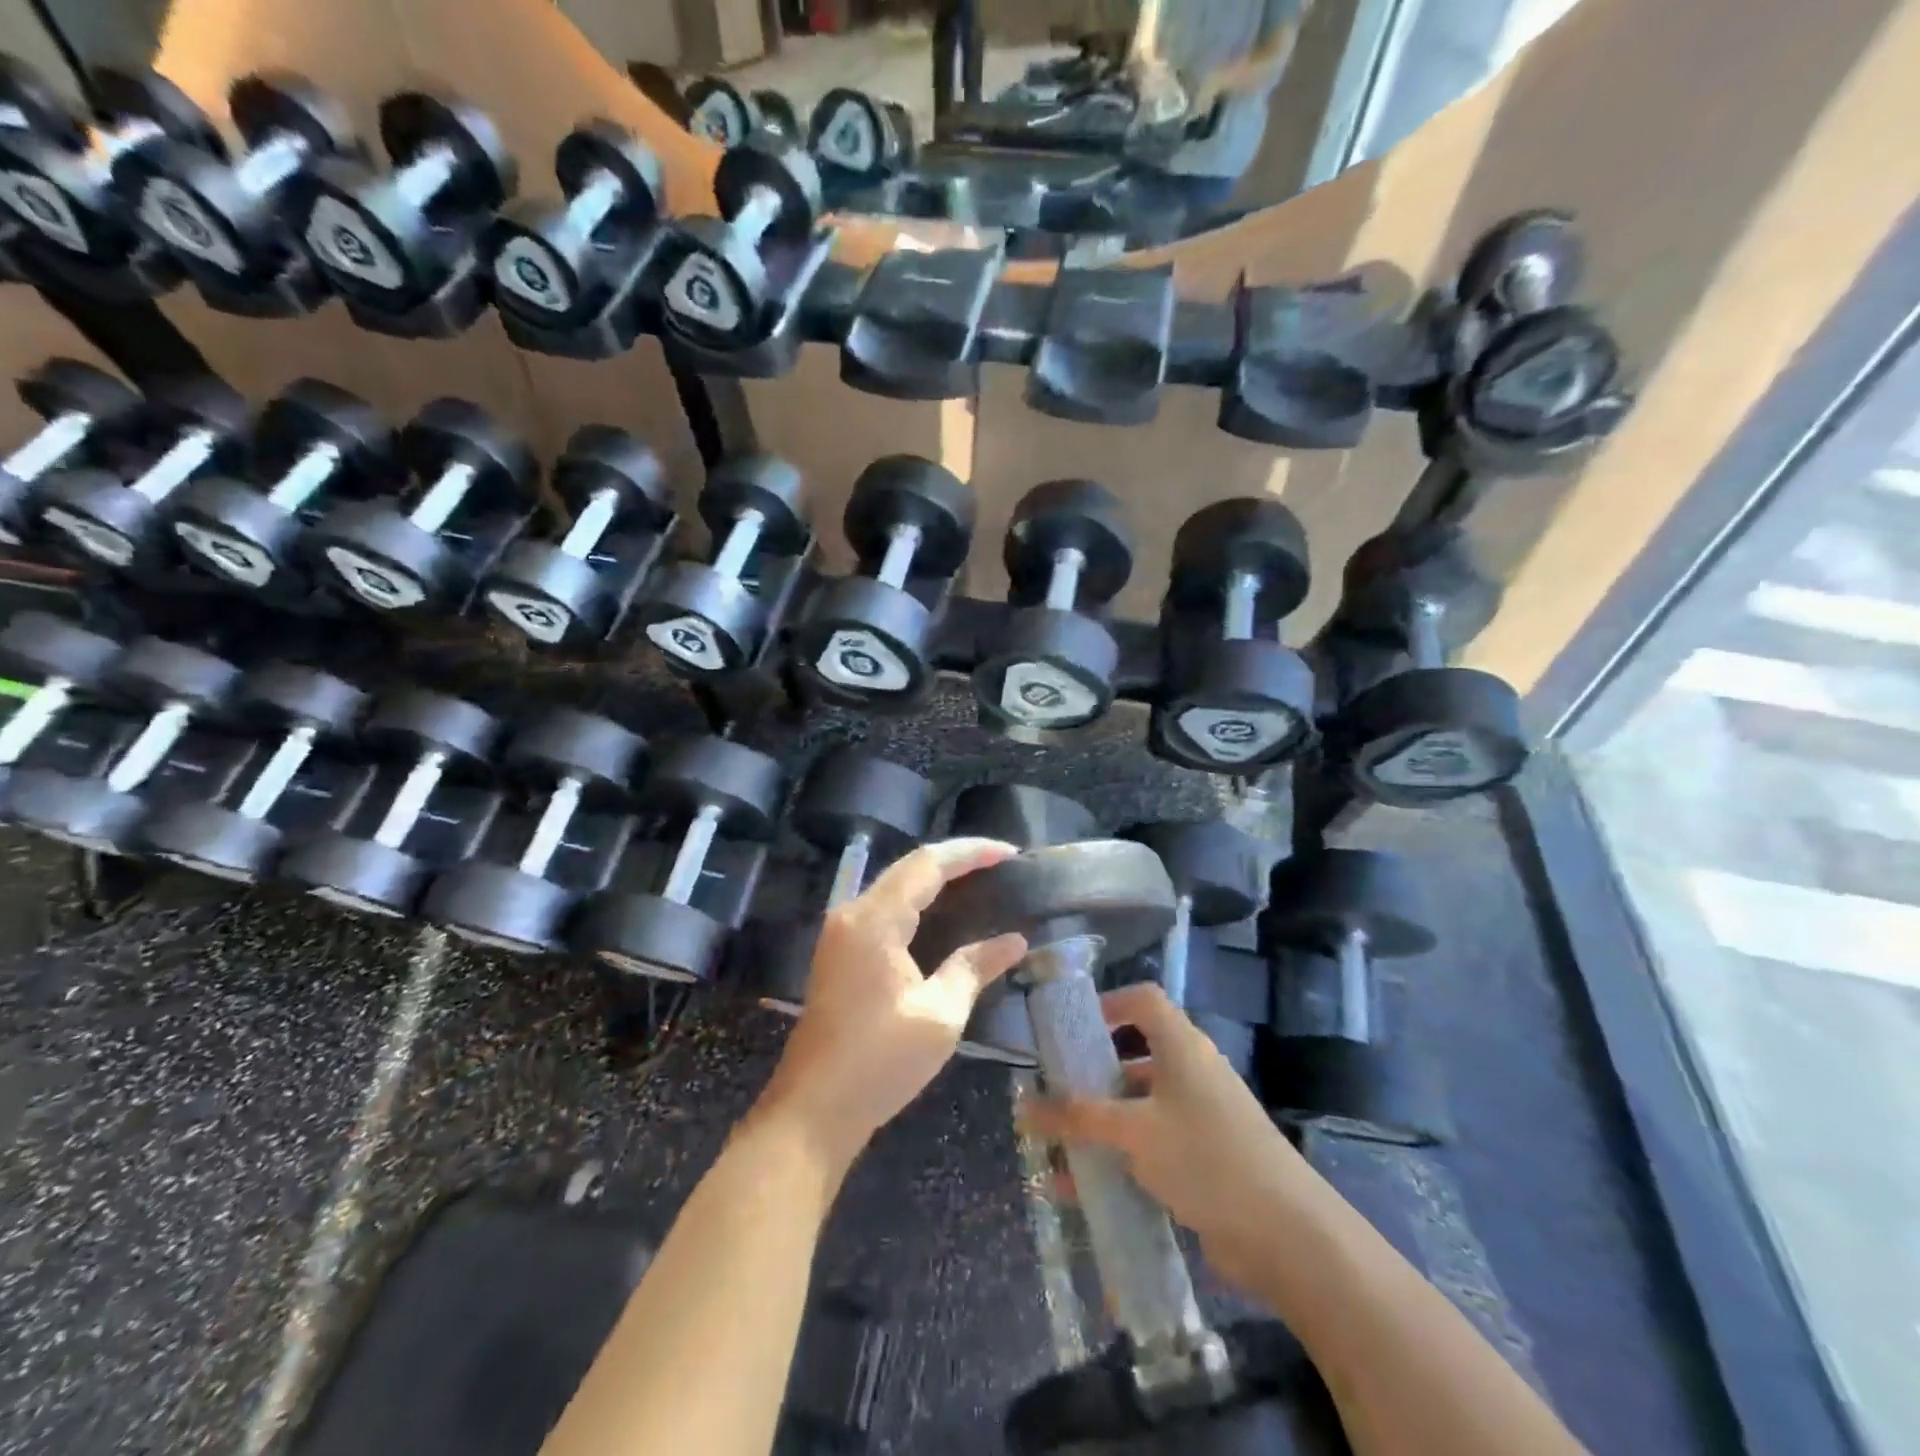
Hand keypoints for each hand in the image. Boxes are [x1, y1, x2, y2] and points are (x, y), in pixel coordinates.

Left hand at [756, 839, 1028, 1168]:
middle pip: (909, 867)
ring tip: (981, 880)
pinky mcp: (840, 951)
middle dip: (956, 860)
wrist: (813, 1110)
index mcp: (875, 920)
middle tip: (1002, 864)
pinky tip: (944, 913)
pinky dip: (919, 901)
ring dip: (936, 878)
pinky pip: (885, 907)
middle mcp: (852, 913)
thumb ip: (974, 968)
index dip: (970, 852)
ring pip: (895, 885)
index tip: (1011, 853)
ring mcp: (841, 932)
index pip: (927, 864)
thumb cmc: (879, 1063)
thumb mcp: (939, 1015)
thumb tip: (1014, 941)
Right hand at [1021, 983, 1309, 1293]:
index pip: (1143, 1001)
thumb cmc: (1206, 1157)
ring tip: (1059, 1147)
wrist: (1288, 1235)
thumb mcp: (1134, 1132)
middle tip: (1052, 1094)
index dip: (1108, 1004)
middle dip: (1092, 1076)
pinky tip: (1085, 1191)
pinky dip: (1120, 1160)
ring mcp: (1201, 1118)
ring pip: (1140, 1108)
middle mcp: (1191, 1073)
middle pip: (1135, 1056)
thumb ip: (1077, 1118)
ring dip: (1101, 1125)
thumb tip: (1022, 1106)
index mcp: (1181, 1046)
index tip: (1071, 1029)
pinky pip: (1152, 1148)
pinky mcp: (1205, 1160)